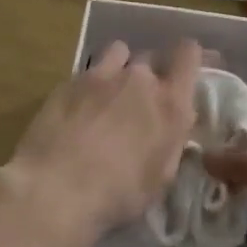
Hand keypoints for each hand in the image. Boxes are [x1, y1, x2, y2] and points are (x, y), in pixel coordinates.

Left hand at [1, 39, 201, 246]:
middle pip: (152, 57)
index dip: (188, 57)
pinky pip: (90, 69)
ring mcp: (103, 74)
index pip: (189, 54)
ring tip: (110, 94)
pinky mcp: (71, 80)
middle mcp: (140, 79)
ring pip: (120, 52)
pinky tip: (80, 107)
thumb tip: (170, 126)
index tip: (184, 70)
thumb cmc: (118, 194)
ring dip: (121, 68)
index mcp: (171, 103)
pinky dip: (91, 82)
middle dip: (151, 74)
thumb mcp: (161, 177)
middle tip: (141, 101)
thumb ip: (171, 141)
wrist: (57, 188)